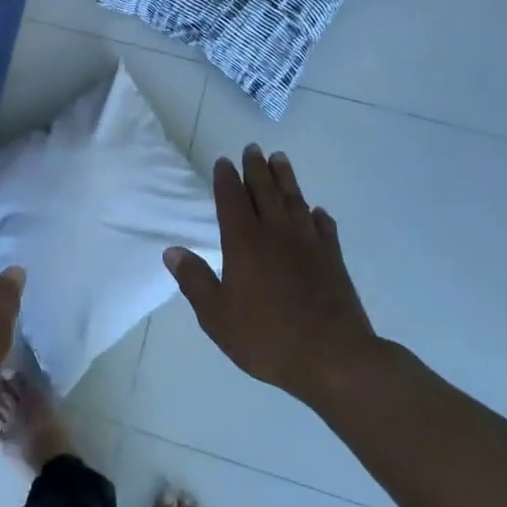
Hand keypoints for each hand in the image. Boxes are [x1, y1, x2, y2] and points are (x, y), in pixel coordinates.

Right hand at [164, 145, 377, 405]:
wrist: (334, 357)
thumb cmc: (267, 337)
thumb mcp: (217, 316)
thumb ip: (194, 281)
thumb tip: (172, 251)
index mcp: (244, 242)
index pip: (231, 200)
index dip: (226, 179)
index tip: (224, 161)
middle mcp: (276, 233)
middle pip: (264, 191)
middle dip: (256, 168)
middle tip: (252, 148)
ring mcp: (308, 244)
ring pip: (294, 201)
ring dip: (286, 179)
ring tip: (280, 159)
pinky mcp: (333, 259)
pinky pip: (324, 228)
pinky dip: (318, 215)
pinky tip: (316, 211)